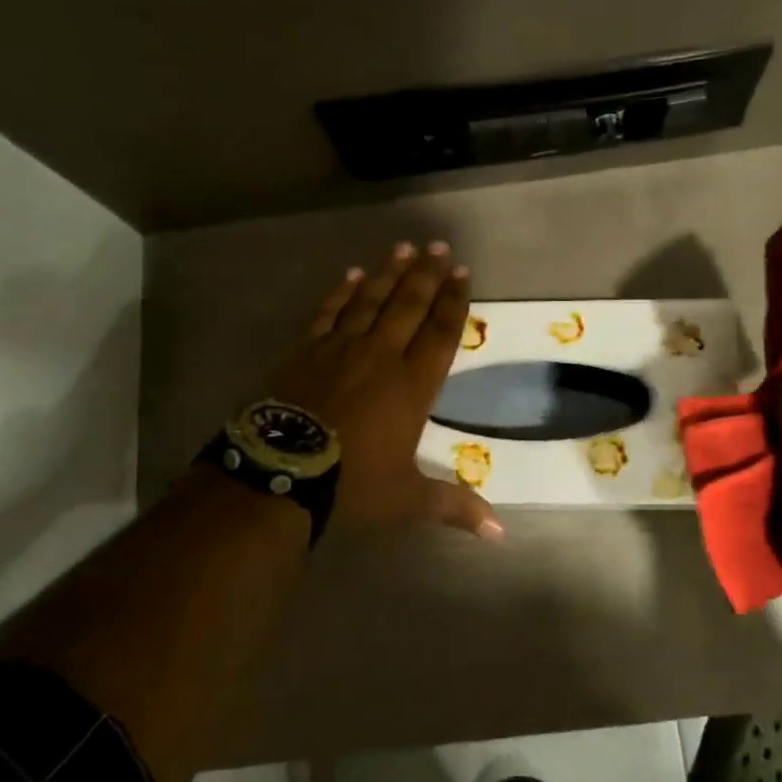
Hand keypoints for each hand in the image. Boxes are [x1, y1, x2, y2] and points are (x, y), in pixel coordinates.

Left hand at [266, 241, 503, 540]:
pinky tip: (352, 274)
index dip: (453, 301)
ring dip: (389, 272)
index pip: (440, 333)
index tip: (462, 273)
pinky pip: (329, 312)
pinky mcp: (306, 349)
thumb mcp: (407, 498)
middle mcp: (381, 355)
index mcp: (412, 384)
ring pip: (370, 300)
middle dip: (426, 274)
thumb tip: (499, 534)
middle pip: (408, 305)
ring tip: (403, 248)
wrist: (282, 472)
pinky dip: (342, 291)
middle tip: (439, 247)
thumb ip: (453, 505)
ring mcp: (340, 348)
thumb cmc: (352, 483)